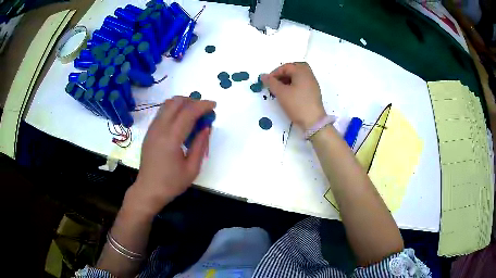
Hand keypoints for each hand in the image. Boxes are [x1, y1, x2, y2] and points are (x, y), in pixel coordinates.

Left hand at [126, 96, 215, 216]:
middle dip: (192, 100)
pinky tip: (181, 123)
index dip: (203, 105)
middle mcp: (159, 129)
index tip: (214, 105)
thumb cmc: (171, 183)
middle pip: (176, 102)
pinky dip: (174, 110)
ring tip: (194, 115)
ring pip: (167, 105)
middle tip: (204, 110)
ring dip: (182, 104)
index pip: (188, 112)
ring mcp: (152, 129)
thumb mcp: (192, 169)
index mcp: (171, 139)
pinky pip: (162, 113)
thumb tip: (206, 127)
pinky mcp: (149, 132)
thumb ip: (200, 145)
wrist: (148, 190)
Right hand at [261, 62, 325, 129]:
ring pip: (299, 76)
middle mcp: (309, 75)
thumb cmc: (297, 104)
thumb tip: (263, 76)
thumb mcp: (281, 93)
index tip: (268, 82)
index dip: (275, 73)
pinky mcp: (314, 92)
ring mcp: (313, 83)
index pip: (286, 67)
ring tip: (281, 89)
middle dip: (283, 73)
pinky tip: (289, 94)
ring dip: (289, 79)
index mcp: (302, 71)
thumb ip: (271, 83)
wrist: (313, 121)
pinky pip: (303, 83)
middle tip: (276, 82)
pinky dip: (295, 84)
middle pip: (295, 68)